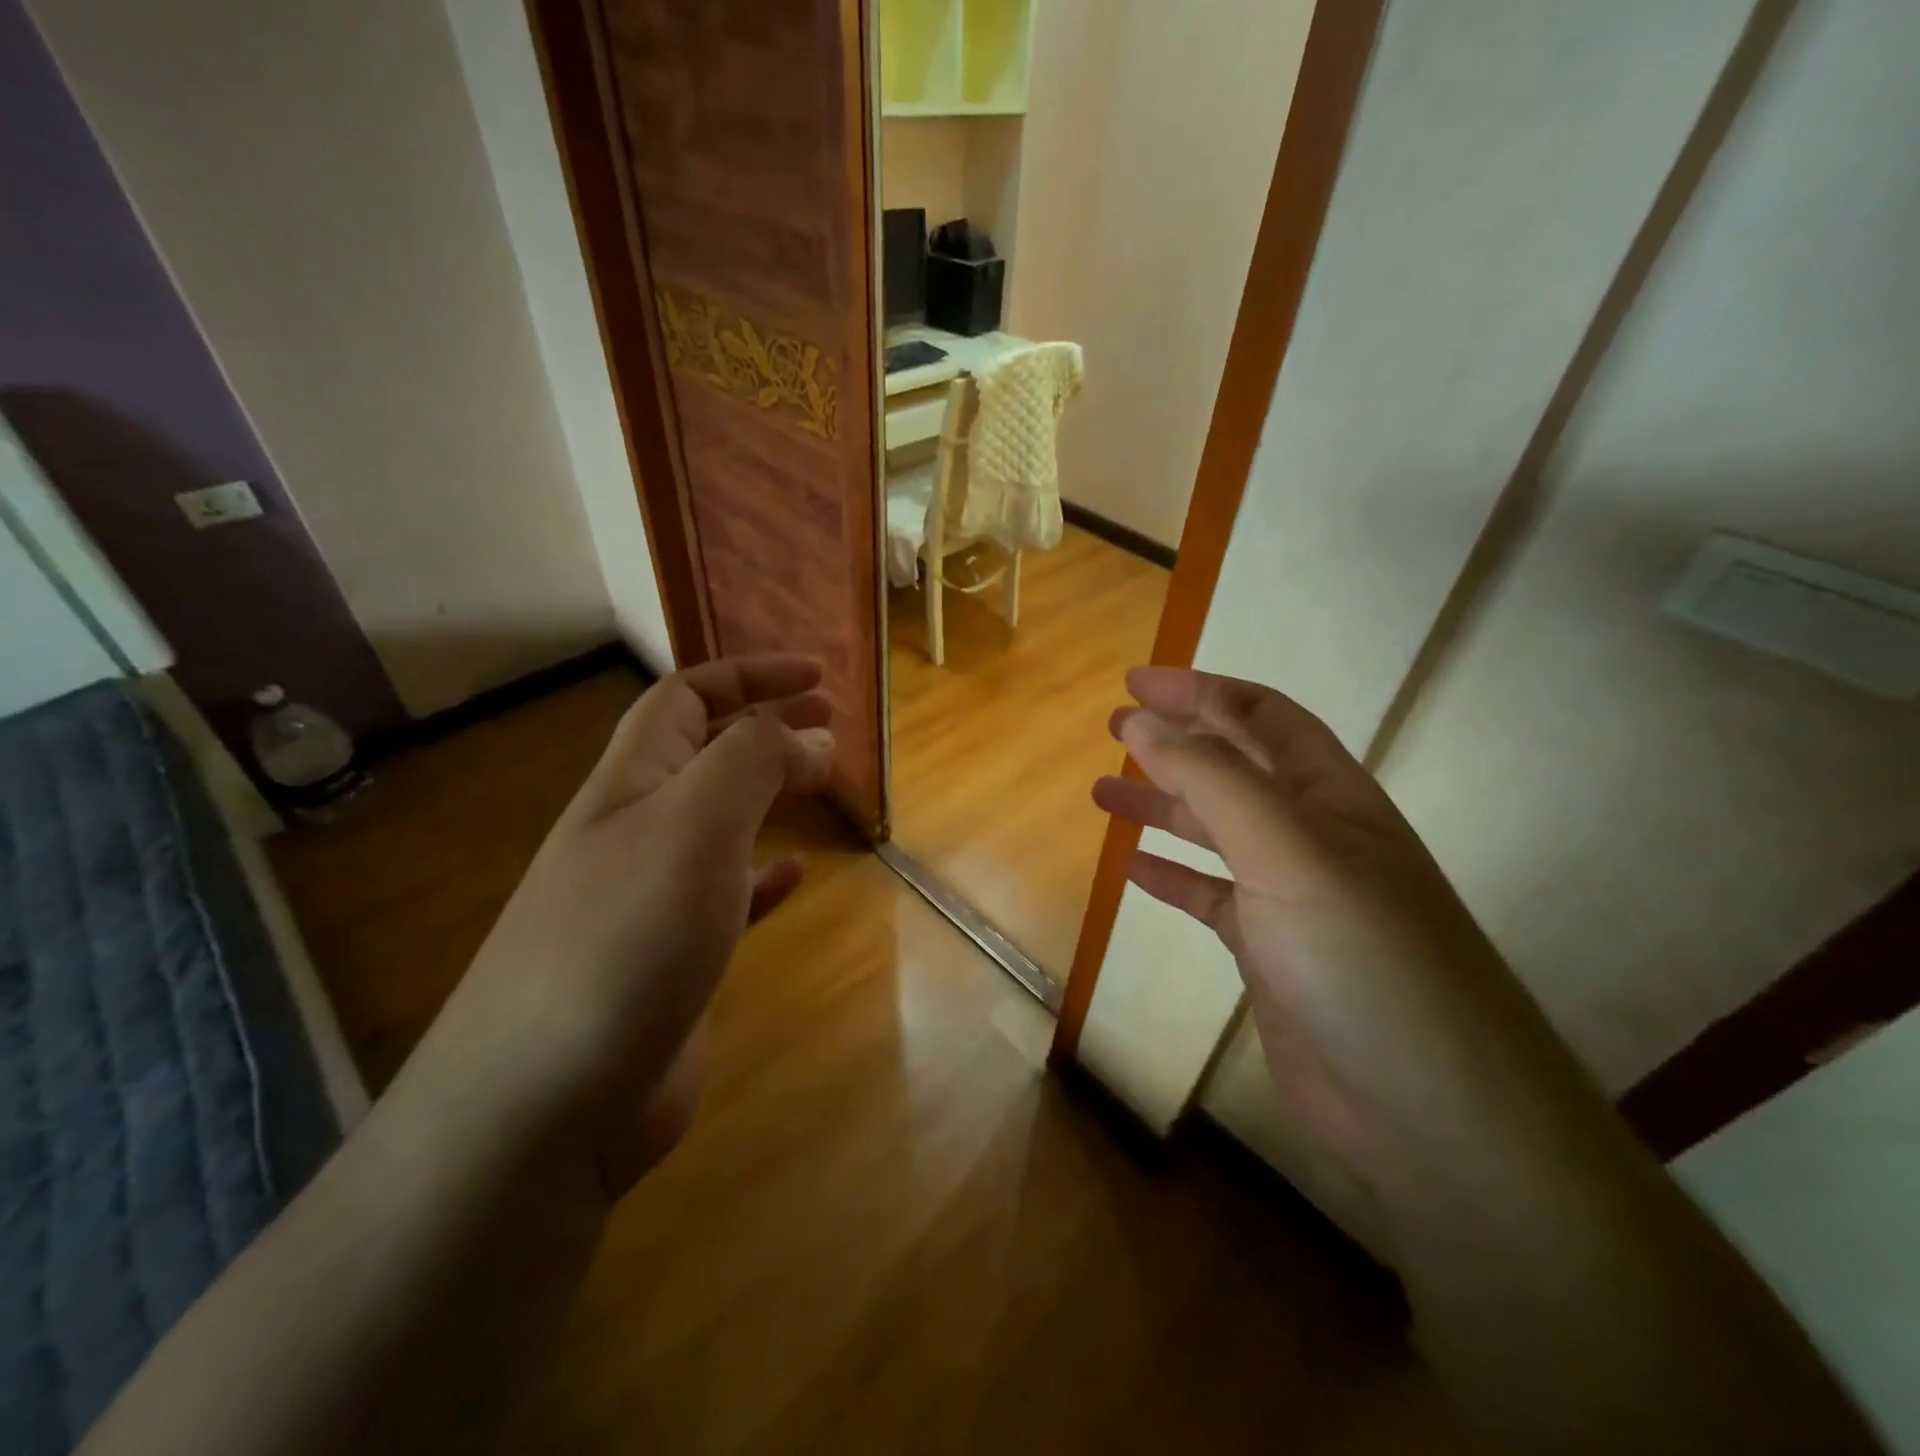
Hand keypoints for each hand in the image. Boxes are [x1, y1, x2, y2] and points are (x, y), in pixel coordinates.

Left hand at [402, 655, 834, 1198]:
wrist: (545, 1108)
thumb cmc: (624, 940)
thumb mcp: (695, 825)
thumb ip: (754, 763)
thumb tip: (810, 733)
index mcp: (631, 785)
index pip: (687, 698)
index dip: (751, 676)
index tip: (817, 677)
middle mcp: (634, 832)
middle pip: (702, 754)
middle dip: (764, 727)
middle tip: (828, 725)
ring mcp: (650, 900)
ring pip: (717, 823)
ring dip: (767, 795)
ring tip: (818, 786)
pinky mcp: (671, 961)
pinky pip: (726, 898)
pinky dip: (762, 876)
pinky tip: (793, 878)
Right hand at [1094, 667, 1618, 1258]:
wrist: (1431, 1111)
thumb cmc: (1362, 956)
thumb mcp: (1286, 848)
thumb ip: (1211, 779)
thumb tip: (1142, 720)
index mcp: (1331, 796)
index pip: (1262, 716)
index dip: (1200, 691)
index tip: (1135, 681)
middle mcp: (1313, 837)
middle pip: (1235, 769)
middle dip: (1177, 741)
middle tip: (1114, 727)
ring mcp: (1292, 897)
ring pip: (1215, 832)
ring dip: (1163, 805)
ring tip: (1103, 792)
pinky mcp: (1272, 953)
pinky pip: (1211, 897)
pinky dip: (1173, 877)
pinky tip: (1134, 869)